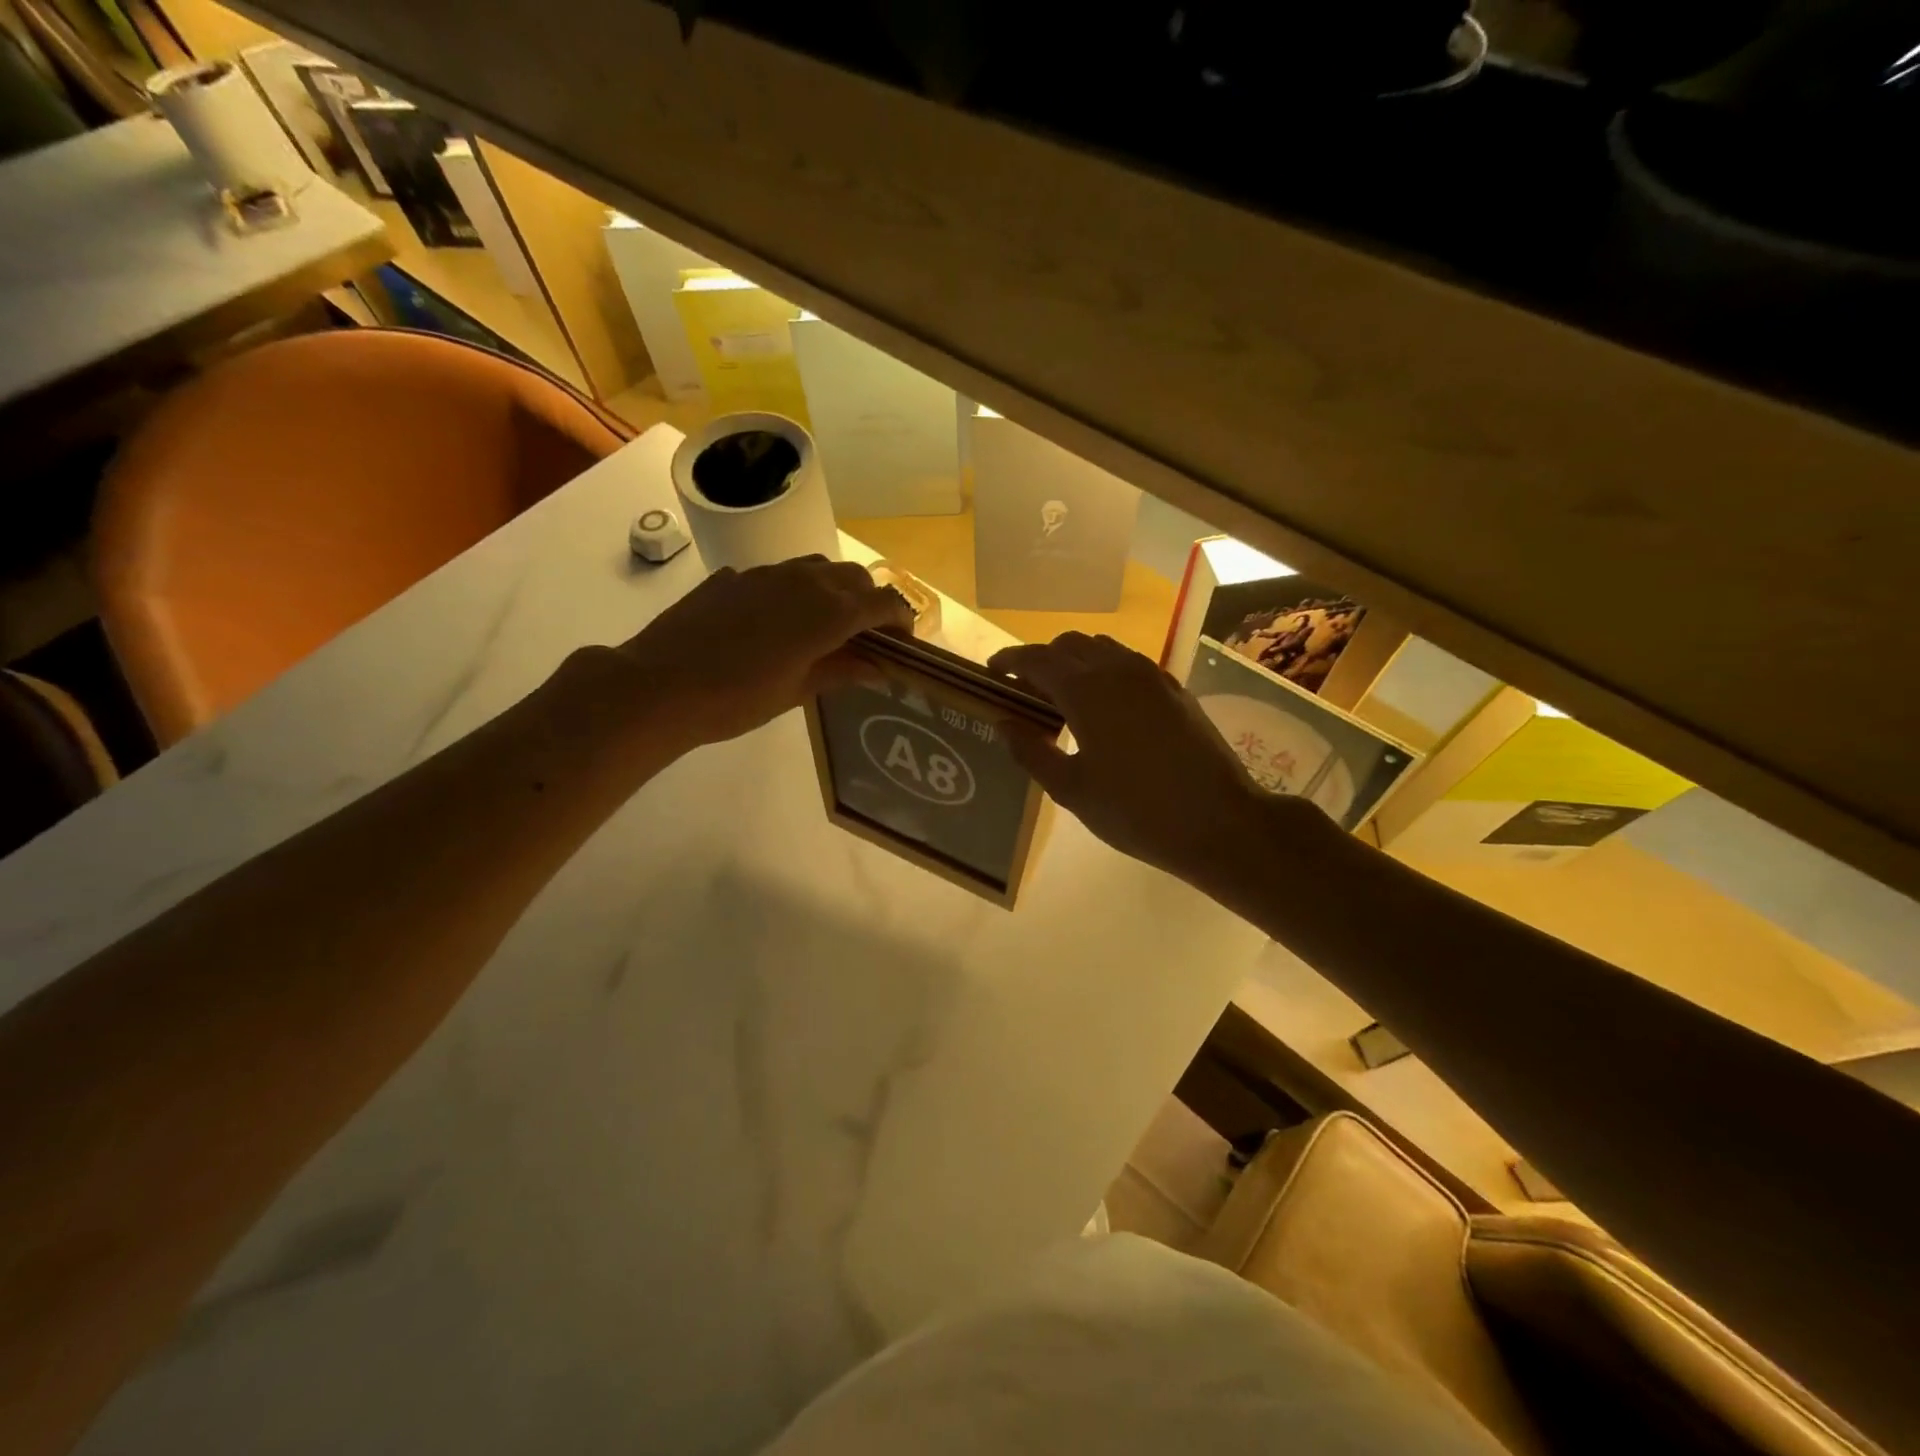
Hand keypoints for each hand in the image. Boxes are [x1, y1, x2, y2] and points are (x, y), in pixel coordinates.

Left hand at [604, 556, 911, 751]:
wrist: (659, 685)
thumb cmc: (736, 699)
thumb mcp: (797, 691)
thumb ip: (842, 671)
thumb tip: (880, 666)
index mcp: (827, 612)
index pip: (883, 602)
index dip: (901, 620)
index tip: (903, 643)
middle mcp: (803, 581)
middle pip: (854, 578)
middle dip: (870, 602)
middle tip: (865, 638)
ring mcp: (765, 574)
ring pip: (817, 568)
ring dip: (833, 591)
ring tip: (824, 627)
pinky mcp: (734, 577)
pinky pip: (778, 576)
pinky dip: (793, 593)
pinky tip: (774, 624)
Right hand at [989, 633, 1329, 887]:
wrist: (1219, 821)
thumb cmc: (1135, 811)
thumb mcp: (1071, 789)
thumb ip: (1031, 751)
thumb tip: (1004, 722)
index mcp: (1087, 690)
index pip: (1036, 659)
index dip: (1009, 662)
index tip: (991, 674)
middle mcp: (1118, 669)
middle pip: (1069, 645)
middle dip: (1041, 661)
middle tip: (1025, 692)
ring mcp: (1151, 676)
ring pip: (1102, 649)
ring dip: (1074, 662)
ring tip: (1063, 698)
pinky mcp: (1173, 689)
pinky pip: (1128, 664)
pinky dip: (1104, 671)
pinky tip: (1104, 708)